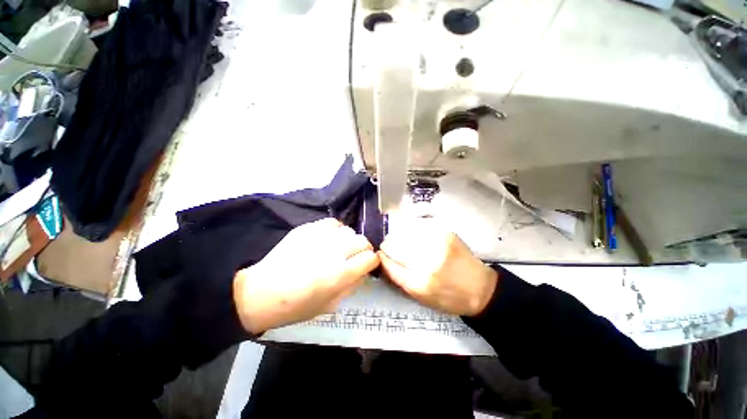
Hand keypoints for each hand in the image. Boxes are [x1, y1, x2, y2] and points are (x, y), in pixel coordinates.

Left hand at [233, 218, 378, 333]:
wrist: (261, 293)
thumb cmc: (297, 306)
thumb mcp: (331, 305)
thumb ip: (353, 286)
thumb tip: (364, 271)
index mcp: (340, 274)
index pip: (370, 258)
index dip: (372, 261)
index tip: (368, 264)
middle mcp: (333, 252)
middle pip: (363, 240)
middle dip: (364, 249)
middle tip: (355, 256)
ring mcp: (319, 238)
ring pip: (349, 230)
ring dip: (349, 240)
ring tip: (340, 248)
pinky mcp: (307, 229)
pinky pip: (332, 222)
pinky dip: (335, 230)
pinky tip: (329, 238)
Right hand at [379, 218, 496, 316]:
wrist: (480, 289)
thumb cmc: (448, 298)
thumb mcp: (420, 298)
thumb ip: (399, 278)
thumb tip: (383, 260)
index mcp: (419, 283)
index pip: (389, 264)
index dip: (382, 257)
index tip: (379, 254)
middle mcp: (428, 262)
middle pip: (395, 246)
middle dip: (388, 245)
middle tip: (387, 245)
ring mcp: (438, 244)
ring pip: (405, 234)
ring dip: (398, 236)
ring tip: (399, 239)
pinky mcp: (446, 233)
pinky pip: (419, 228)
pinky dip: (411, 231)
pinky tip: (413, 235)